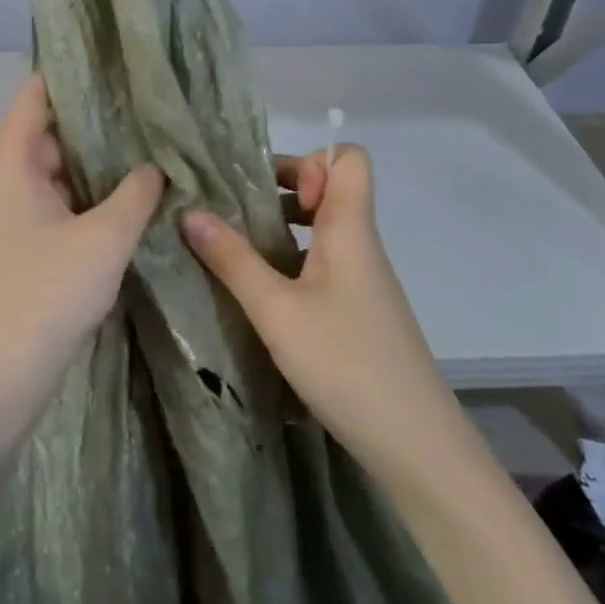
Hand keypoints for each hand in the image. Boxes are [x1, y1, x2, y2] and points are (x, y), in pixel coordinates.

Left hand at [0, 74, 163, 433]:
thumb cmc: (46, 296)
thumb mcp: (104, 239)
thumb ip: (136, 193)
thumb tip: (155, 166)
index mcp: (12, 165)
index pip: (34, 96)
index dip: (70, 73)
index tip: (115, 61)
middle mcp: (6, 182)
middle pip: (49, 131)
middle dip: (96, 119)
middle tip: (148, 107)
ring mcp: (13, 216)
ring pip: (57, 171)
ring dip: (96, 162)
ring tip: (149, 145)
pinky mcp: (24, 246)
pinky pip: (58, 203)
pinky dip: (89, 195)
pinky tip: (130, 197)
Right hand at [181, 146, 457, 469]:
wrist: (415, 444)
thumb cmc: (345, 363)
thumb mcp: (276, 310)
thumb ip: (232, 259)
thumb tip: (189, 211)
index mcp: (350, 229)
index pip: (348, 159)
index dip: (308, 160)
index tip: (266, 190)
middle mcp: (360, 246)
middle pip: (331, 190)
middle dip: (281, 190)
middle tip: (234, 212)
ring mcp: (362, 281)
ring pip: (323, 230)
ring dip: (280, 229)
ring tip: (234, 247)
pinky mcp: (357, 311)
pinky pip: (322, 265)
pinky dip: (289, 262)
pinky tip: (258, 292)